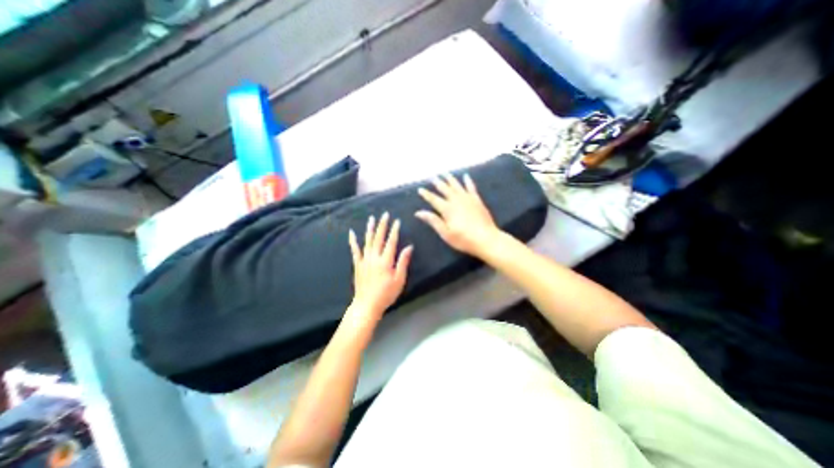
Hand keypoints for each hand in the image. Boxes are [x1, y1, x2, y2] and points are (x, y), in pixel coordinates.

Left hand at [345, 213, 412, 325]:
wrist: (367, 305)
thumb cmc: (386, 294)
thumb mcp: (399, 280)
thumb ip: (403, 262)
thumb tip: (409, 247)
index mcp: (386, 261)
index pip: (391, 242)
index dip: (394, 230)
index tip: (397, 221)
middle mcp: (374, 257)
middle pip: (379, 238)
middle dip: (382, 225)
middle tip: (385, 214)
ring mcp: (364, 260)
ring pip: (367, 241)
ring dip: (370, 229)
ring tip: (371, 218)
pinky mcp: (357, 264)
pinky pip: (354, 250)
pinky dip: (353, 241)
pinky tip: (351, 233)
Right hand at [413, 173, 496, 256]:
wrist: (486, 239)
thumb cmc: (464, 239)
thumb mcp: (445, 233)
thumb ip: (433, 221)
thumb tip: (418, 212)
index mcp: (447, 209)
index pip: (434, 199)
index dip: (426, 194)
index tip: (420, 189)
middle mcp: (456, 200)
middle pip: (445, 189)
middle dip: (437, 183)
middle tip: (432, 177)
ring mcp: (468, 199)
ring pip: (456, 185)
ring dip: (450, 179)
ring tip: (445, 173)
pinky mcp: (477, 200)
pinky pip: (471, 187)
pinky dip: (468, 181)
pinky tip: (466, 176)